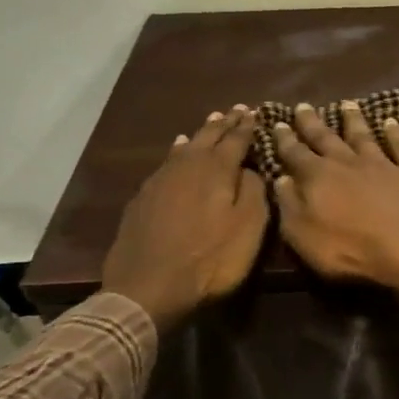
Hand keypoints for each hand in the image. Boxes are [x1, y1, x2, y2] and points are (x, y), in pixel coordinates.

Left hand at [101, 106, 268, 327]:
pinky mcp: (143, 198)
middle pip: (208, 137)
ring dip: (200, 134)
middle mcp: (187, 166)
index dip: (247, 126)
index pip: (236, 139)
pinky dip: (177, 152)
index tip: (255, 112)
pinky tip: (176, 151)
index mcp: (217, 169)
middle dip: (224, 124)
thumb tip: (249, 168)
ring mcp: (160, 180)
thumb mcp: (249, 227)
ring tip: (210, 122)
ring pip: (185, 147)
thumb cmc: (210, 258)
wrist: (148, 287)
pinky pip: (166, 163)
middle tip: (236, 110)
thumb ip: (254, 191)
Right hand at [273, 102, 398, 340]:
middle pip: (326, 138)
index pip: (295, 153)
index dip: (285, 139)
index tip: (277, 123)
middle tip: (303, 105)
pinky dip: (395, 133)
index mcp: (318, 177)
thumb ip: (289, 205)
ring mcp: (382, 164)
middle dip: (312, 122)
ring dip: (353, 119)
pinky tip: (391, 122)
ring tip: (347, 103)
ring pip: (363, 135)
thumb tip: (282, 178)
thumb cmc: (350, 250)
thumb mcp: (304, 235)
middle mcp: (348, 162)